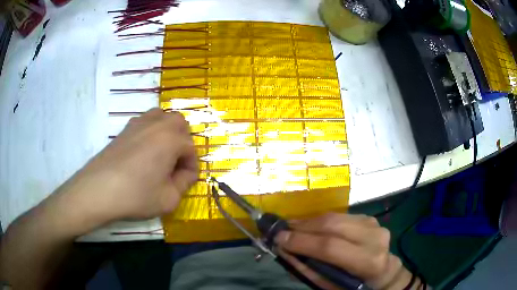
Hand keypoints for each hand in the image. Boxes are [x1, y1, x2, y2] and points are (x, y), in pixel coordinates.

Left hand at [51, 108, 197, 231]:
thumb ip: (183, 184)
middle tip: (175, 164)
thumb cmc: (136, 195)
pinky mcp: (125, 129)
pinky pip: (145, 122)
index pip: (191, 150)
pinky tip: (143, 152)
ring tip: (161, 154)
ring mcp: (138, 124)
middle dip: (183, 143)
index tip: (186, 182)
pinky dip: (151, 132)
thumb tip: (185, 174)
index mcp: (171, 139)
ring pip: (162, 117)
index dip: (192, 168)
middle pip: (179, 124)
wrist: (99, 189)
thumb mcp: (168, 199)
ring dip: (167, 132)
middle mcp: (157, 125)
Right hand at [275, 213, 418, 289]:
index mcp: (368, 261)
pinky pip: (340, 216)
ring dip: (310, 221)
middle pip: (332, 225)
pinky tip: (311, 226)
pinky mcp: (370, 218)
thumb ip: (308, 269)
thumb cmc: (356, 286)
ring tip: (293, 227)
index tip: (278, 238)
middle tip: (283, 230)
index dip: (302, 241)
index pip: (330, 246)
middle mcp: (374, 238)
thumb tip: (285, 250)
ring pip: (335, 217)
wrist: (384, 273)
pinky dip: (322, 221)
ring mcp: (374, 224)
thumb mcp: (331, 286)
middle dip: (303, 226)